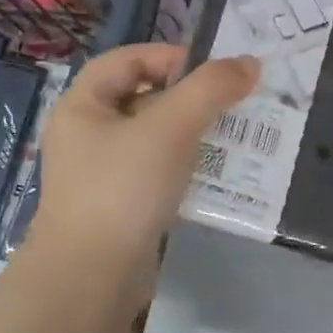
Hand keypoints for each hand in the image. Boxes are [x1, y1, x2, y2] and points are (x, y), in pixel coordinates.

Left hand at [32, 44, 259, 281]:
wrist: (93, 275)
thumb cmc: (124, 187)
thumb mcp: (170, 127)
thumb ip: (210, 89)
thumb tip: (250, 64)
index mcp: (82, 106)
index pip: (126, 60)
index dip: (168, 56)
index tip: (212, 71)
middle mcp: (86, 135)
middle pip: (142, 97)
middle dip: (188, 97)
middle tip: (231, 103)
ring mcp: (101, 174)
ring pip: (153, 137)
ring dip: (192, 133)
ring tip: (232, 136)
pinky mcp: (120, 206)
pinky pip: (157, 172)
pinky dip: (185, 166)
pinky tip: (214, 173)